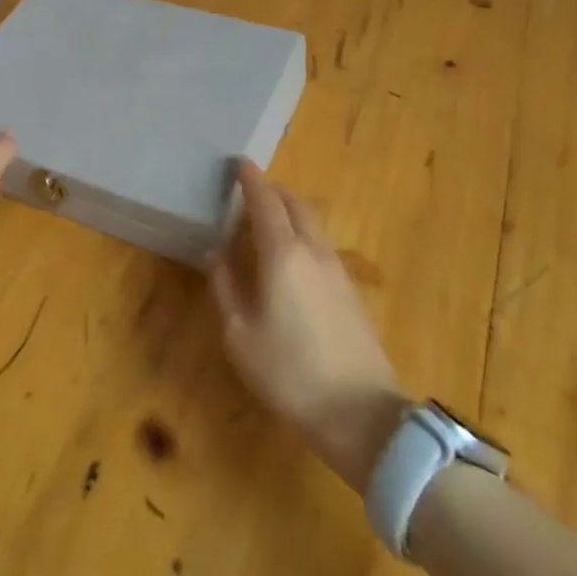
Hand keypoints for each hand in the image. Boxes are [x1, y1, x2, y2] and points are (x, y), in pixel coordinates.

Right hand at [208, 160, 407, 492]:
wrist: (359, 413)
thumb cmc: (288, 372)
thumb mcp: (239, 335)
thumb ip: (225, 287)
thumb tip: (216, 252)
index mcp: (282, 254)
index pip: (265, 201)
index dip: (251, 179)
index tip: (239, 162)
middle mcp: (313, 251)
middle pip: (295, 205)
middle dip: (273, 191)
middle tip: (251, 191)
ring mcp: (337, 270)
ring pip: (313, 223)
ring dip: (291, 212)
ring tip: (269, 222)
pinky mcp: (351, 292)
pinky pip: (323, 245)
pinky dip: (304, 234)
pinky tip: (293, 258)